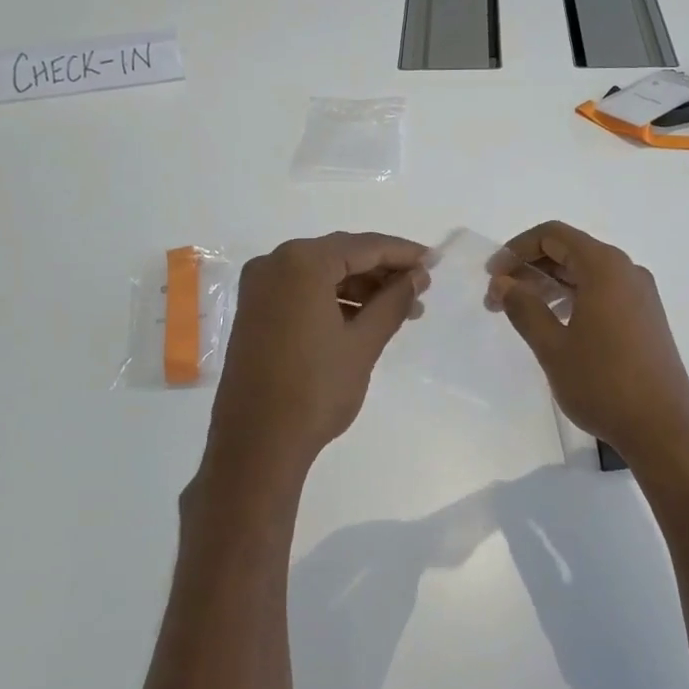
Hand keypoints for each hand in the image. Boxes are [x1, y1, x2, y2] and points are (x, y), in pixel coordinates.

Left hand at [203, 233, 429, 488]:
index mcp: (301, 262)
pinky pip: (303, 292)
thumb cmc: (316, 389)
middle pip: (341, 255)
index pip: (364, 246)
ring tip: (401, 311)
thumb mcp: (364, 342)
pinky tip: (365, 319)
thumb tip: (418, 276)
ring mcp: (259, 288)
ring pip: (322, 274)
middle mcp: (274, 263)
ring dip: (361, 288)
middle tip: (421, 289)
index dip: (403, 253)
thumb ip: (394, 301)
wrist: (257, 442)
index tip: (434, 261)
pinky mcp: (254, 311)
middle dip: (382, 272)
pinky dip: (335, 300)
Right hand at [487, 222, 688, 468]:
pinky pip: (603, 291)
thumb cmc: (602, 383)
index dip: (516, 249)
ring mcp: (640, 294)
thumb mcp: (552, 346)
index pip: (553, 235)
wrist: (662, 427)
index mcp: (604, 267)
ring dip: (550, 284)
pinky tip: (555, 323)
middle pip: (570, 250)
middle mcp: (626, 271)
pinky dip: (573, 297)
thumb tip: (503, 283)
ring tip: (521, 312)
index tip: (492, 277)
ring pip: (586, 273)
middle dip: (530, 269)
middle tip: (498, 298)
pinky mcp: (646, 316)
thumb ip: (524, 308)